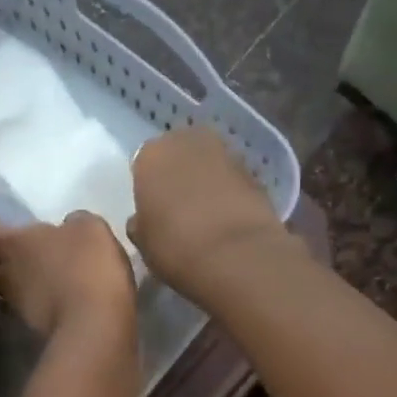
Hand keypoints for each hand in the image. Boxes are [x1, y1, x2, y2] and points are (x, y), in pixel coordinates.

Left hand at [0, 212, 135, 340]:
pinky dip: (39, 305)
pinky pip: (31, 312)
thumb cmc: (86, 266)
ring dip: (20, 285)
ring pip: (8, 292)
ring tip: (39, 279)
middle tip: (16, 254)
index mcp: (11, 245)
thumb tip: (68, 229)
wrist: (95, 326)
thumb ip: (72, 224)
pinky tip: (58, 301)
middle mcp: (6, 277)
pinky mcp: (36, 331)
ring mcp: (19, 308)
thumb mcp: (88, 229)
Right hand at [128, 127, 292, 300]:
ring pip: (208, 165)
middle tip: (179, 211)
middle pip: (179, 155)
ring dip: (206, 184)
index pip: (144, 165)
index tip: (153, 212)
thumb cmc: (175, 247)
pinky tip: (228, 222)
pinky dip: (230, 195)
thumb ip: (140, 223)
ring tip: (206, 219)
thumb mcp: (143, 242)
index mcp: (152, 154)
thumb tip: (143, 220)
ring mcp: (226, 152)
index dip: (148, 189)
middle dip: (179, 177)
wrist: (236, 255)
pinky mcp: (256, 172)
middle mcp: (188, 141)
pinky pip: (233, 181)